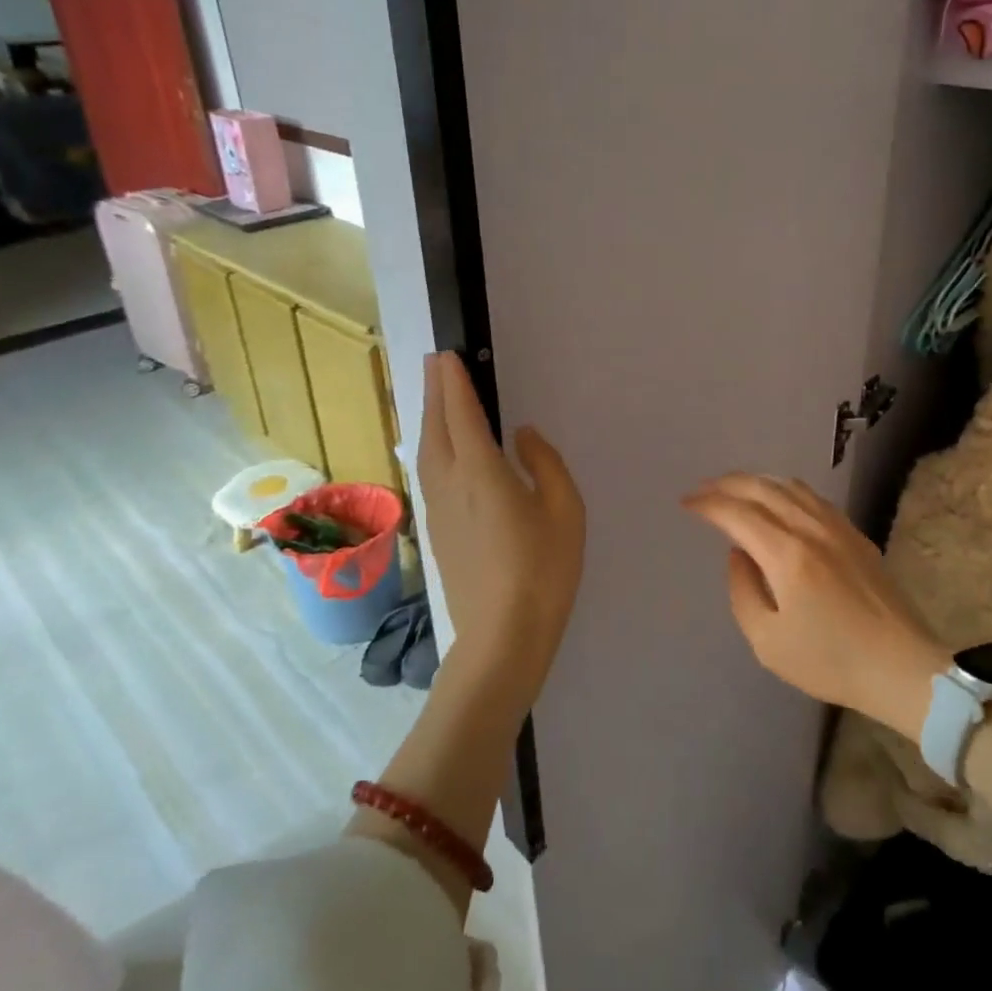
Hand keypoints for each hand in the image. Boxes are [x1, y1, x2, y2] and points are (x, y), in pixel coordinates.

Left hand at [417, 352, 585, 698]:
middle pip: (435, 426)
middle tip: (436, 362)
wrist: (502, 634)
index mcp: (482, 472)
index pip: (462, 414)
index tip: (448, 356)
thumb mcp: (565, 510)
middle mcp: (450, 482)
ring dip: (429, 416)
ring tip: (434, 395)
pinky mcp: (436, 528)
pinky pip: (429, 470)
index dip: (454, 383)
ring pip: (427, 449)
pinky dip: (431, 444)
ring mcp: (437, 507)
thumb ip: (545, 463)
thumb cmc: (544, 569)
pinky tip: (439, 447)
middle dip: (434, 390)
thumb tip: (523, 436)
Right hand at [682, 474, 948, 740]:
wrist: (902, 668)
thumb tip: (738, 554)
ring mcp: (838, 527)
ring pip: (790, 486)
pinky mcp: (856, 535)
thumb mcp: (768, 642)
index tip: (686, 502)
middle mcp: (812, 529)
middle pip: (763, 489)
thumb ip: (743, 591)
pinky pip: (812, 497)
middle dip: (728, 484)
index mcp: (788, 555)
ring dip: (757, 481)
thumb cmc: (831, 662)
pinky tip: (778, 499)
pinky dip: (785, 489)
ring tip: (735, 488)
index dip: (708, 504)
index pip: (738, 514)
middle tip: (703, 488)